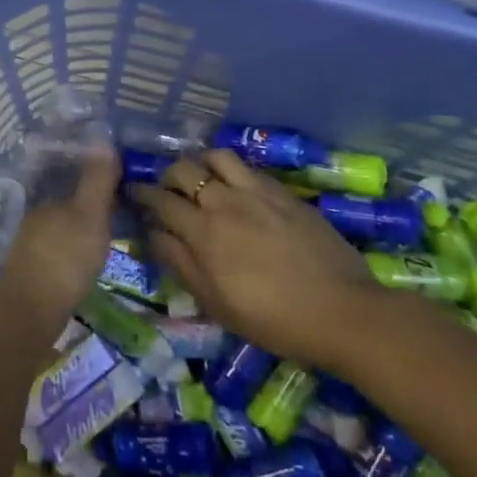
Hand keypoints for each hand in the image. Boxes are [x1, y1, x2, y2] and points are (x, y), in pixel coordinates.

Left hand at [0, 147, 118, 335]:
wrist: (29, 313)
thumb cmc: (64, 258)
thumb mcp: (89, 215)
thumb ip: (96, 180)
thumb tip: (103, 139)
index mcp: (48, 199)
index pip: (73, 179)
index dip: (95, 179)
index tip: (120, 184)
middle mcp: (36, 218)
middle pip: (66, 204)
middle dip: (88, 205)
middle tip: (120, 212)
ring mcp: (31, 246)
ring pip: (61, 228)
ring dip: (81, 229)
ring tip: (107, 237)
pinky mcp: (33, 273)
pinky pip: (59, 251)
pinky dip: (74, 251)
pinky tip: (86, 262)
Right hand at [136, 150, 382, 375]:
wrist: (342, 312)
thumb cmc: (273, 319)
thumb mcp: (216, 303)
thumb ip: (180, 264)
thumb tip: (154, 234)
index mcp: (203, 232)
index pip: (160, 200)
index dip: (142, 194)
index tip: (133, 193)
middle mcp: (224, 202)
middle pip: (183, 170)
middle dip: (167, 175)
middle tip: (167, 189)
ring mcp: (256, 192)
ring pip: (216, 157)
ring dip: (201, 163)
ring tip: (202, 177)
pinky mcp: (283, 192)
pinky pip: (248, 167)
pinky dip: (232, 170)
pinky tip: (236, 185)